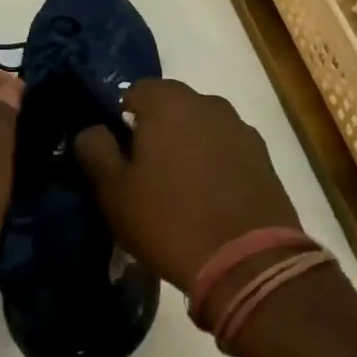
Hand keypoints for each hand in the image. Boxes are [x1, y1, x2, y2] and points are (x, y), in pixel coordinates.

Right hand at [74, 78, 299, 294]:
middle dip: (156, 132)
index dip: (121, 121)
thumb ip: (95, 149)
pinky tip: (210, 201)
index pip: (134, 92)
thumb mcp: (114, 190)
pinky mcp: (264, 158)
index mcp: (168, 101)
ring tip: (181, 191)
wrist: (250, 264)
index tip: (119, 156)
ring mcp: (240, 129)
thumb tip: (92, 130)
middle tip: (146, 174)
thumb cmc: (170, 220)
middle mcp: (207, 102)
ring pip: (200, 128)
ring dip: (188, 148)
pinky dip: (216, 166)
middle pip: (170, 107)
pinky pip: (226, 151)